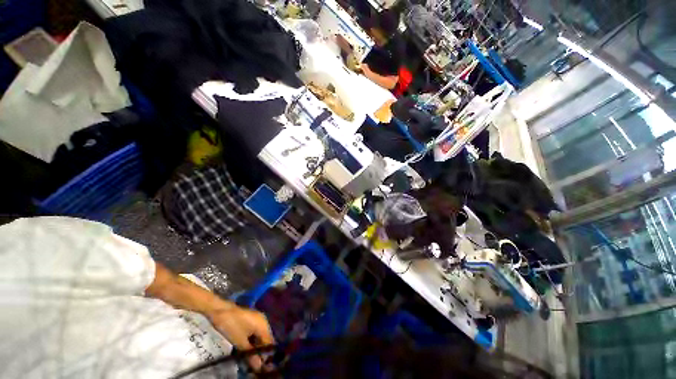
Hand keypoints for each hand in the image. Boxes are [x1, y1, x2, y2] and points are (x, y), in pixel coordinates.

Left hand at [208, 305, 274, 371]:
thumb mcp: (240, 342)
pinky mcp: (251, 319)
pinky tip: (246, 348)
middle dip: (261, 352)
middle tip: (254, 365)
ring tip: (250, 359)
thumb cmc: (232, 325)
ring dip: (256, 347)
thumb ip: (250, 354)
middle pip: (266, 339)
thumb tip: (259, 367)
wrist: (221, 311)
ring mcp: (257, 319)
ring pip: (260, 336)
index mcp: (264, 325)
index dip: (267, 355)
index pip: (270, 343)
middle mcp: (263, 321)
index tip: (262, 367)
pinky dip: (252, 341)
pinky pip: (255, 332)